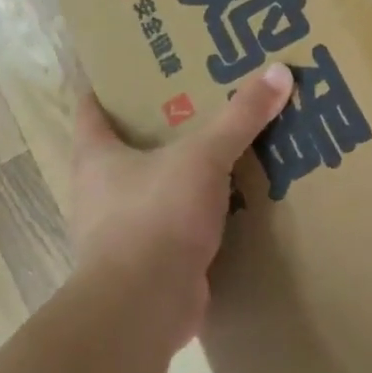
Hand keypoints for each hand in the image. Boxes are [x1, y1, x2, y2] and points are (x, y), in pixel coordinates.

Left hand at [70, 64, 293, 345]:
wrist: (142, 308)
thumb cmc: (156, 217)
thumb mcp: (203, 157)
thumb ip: (241, 117)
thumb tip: (280, 71)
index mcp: (98, 157)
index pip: (91, 108)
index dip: (107, 83)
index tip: (133, 63)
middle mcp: (101, 191)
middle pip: (125, 146)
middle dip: (158, 125)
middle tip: (198, 98)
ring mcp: (123, 230)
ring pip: (153, 186)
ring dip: (181, 171)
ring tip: (221, 146)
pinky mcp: (149, 261)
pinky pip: (176, 223)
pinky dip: (198, 211)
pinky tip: (230, 199)